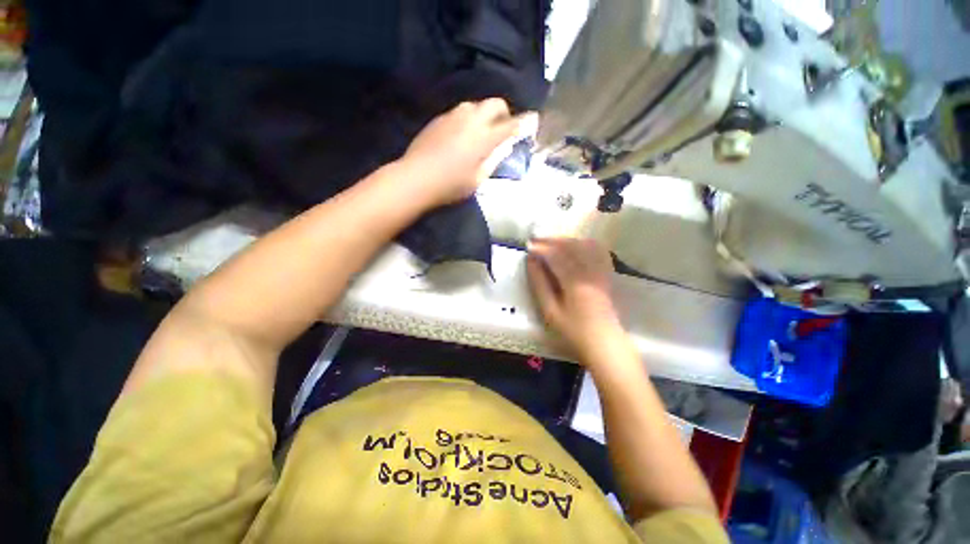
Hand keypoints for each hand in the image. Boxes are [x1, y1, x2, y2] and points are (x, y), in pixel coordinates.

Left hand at [401, 98, 535, 206]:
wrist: (416, 178)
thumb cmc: (450, 185)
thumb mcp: (477, 179)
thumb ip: (493, 160)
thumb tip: (503, 147)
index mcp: (484, 137)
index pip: (511, 125)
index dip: (524, 122)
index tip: (533, 119)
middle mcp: (471, 119)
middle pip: (494, 103)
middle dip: (504, 112)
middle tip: (503, 128)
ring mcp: (453, 116)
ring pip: (475, 105)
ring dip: (484, 114)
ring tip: (481, 131)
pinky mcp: (439, 119)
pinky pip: (459, 112)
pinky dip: (468, 119)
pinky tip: (462, 134)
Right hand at [526, 238, 623, 360]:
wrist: (603, 342)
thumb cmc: (573, 330)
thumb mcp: (550, 311)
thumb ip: (540, 285)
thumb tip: (531, 262)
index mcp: (573, 282)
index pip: (555, 256)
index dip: (541, 249)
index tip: (528, 246)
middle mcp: (588, 272)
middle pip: (570, 246)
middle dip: (552, 240)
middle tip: (536, 239)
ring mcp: (600, 272)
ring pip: (584, 246)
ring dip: (566, 240)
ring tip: (551, 241)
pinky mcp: (606, 274)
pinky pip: (598, 251)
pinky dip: (585, 243)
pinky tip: (576, 244)